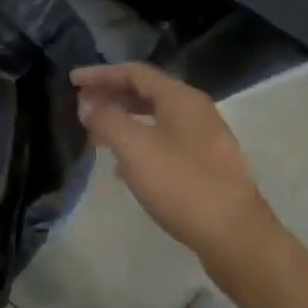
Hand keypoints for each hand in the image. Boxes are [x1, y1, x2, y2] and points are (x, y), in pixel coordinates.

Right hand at [72, 62, 280, 275]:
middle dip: (112, 95)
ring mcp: (205, 138)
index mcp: (181, 98)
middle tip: (81, 105)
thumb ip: (108, 121)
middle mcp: (196, 111)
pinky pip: (166, 141)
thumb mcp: (136, 149)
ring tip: (96, 134)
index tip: (72, 80)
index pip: (135, 72)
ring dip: (125, 120)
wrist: (234, 235)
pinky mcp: (207, 165)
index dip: (101, 74)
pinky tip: (124, 166)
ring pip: (157, 118)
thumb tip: (88, 104)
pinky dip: (141, 143)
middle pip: (147, 92)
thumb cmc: (182, 185)